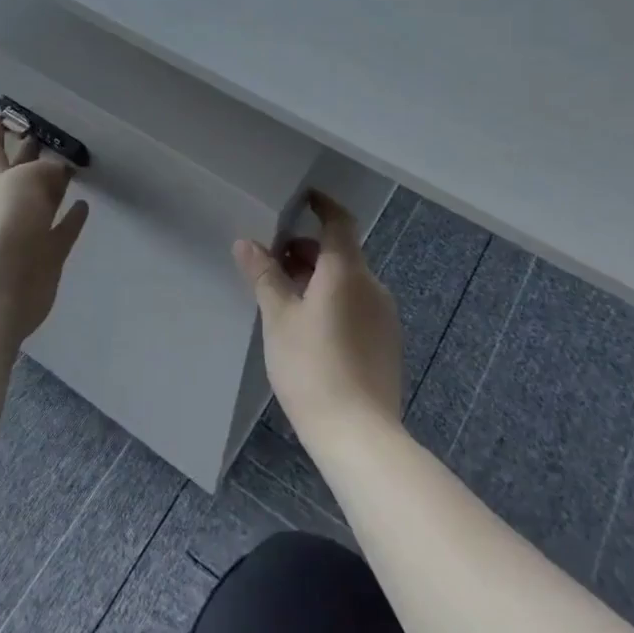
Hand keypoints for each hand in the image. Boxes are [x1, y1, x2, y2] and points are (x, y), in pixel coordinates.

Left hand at [0, 117, 90, 343]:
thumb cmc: (5, 223)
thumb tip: (59, 171)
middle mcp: (4, 203)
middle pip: (18, 173)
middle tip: (47, 135)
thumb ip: (46, 170)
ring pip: (41, 201)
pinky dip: (71, 219)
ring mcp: (24, 231)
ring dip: (54, 186)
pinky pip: (61, 231)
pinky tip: (84, 206)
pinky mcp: (44, 255)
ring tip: (73, 167)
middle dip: (28, 154)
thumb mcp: (25, 180)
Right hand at [233, 191, 401, 442]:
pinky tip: (309, 327)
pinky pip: (357, 304)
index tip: (302, 199)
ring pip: (348, 281)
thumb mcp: (278, 318)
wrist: (358, 433)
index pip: (339, 222)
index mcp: (347, 272)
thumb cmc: (311, 366)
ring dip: (318, 277)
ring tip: (284, 297)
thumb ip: (264, 276)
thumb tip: (246, 243)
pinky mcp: (387, 342)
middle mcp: (372, 286)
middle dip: (306, 250)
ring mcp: (384, 316)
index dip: (322, 206)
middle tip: (271, 261)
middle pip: (340, 253)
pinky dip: (333, 300)